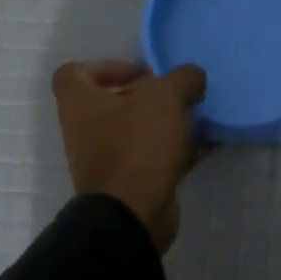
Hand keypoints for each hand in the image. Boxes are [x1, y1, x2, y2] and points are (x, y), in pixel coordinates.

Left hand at [52, 60, 206, 254]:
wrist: (132, 213)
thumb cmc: (138, 144)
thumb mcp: (167, 97)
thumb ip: (183, 78)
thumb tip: (192, 77)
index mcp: (80, 103)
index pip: (75, 72)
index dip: (108, 66)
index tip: (142, 74)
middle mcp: (85, 129)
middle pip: (112, 101)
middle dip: (148, 96)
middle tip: (177, 95)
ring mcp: (104, 158)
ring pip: (135, 129)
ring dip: (165, 122)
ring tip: (196, 118)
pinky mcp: (127, 181)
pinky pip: (151, 155)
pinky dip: (175, 149)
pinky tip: (205, 144)